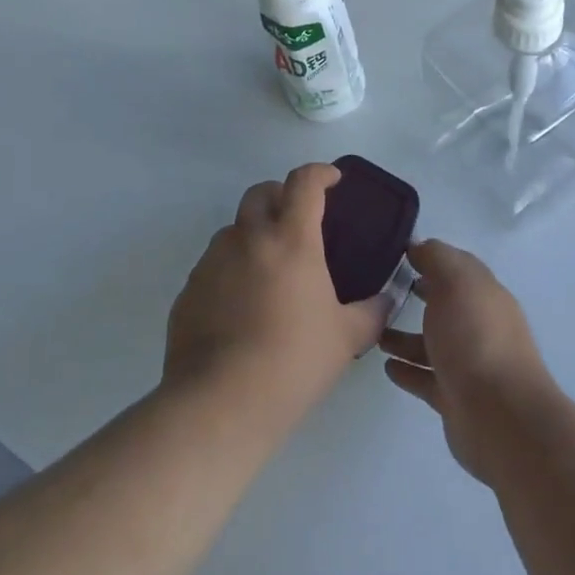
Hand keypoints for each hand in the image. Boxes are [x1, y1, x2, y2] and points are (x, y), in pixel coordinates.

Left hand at [165, 163, 387, 427]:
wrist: (220, 402)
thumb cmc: (293, 361)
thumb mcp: (346, 338)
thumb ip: (371, 312)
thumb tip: (387, 300)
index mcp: (291, 240)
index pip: (304, 183)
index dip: (320, 173)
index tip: (332, 180)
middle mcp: (248, 239)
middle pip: (261, 193)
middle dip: (281, 195)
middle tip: (298, 220)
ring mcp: (212, 262)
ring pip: (233, 229)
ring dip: (253, 235)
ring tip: (269, 271)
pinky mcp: (188, 290)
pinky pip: (212, 266)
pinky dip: (230, 271)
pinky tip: (241, 307)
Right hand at [380, 240, 559, 485]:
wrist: (500, 417)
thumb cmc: (475, 338)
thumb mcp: (456, 282)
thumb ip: (436, 258)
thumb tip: (418, 246)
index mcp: (484, 294)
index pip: (457, 267)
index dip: (430, 257)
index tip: (395, 253)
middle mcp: (479, 326)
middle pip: (445, 304)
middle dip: (418, 295)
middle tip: (379, 289)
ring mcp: (468, 364)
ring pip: (432, 343)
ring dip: (405, 337)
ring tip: (374, 331)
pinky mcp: (455, 398)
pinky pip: (425, 378)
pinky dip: (407, 370)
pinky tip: (386, 366)